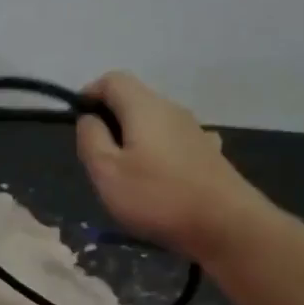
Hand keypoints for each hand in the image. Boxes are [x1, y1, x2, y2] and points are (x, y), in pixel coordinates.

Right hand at [75, 71, 266, 257]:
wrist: (225, 225)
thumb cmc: (157, 196)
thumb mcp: (107, 171)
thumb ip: (91, 139)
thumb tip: (89, 119)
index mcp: (144, 107)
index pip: (112, 80)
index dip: (89, 94)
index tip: (78, 124)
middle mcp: (172, 110)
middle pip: (134, 101)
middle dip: (109, 123)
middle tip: (97, 160)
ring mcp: (194, 131)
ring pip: (153, 124)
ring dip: (133, 141)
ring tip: (125, 178)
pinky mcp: (208, 155)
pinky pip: (173, 144)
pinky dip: (157, 154)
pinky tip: (158, 180)